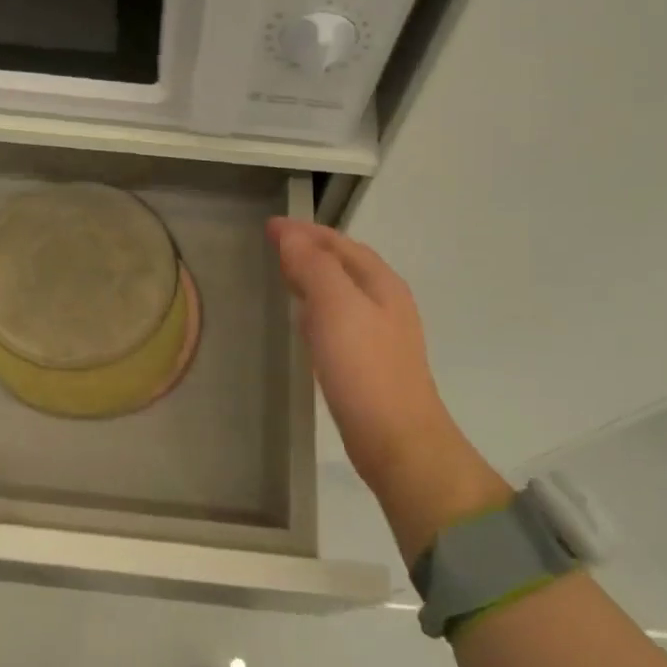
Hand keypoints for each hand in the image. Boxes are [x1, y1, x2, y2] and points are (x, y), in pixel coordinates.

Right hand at [268, 219, 509, 559]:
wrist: (397, 440)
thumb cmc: (365, 368)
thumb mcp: (335, 307)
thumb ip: (313, 267)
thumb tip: (290, 236)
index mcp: (380, 283)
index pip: (339, 243)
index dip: (304, 231)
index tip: (270, 226)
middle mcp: (385, 302)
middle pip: (344, 263)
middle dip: (310, 249)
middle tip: (275, 245)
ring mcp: (380, 333)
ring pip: (341, 292)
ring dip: (314, 277)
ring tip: (285, 274)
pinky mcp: (369, 361)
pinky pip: (339, 320)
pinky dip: (318, 308)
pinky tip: (305, 322)